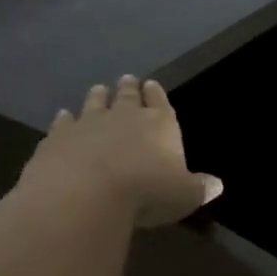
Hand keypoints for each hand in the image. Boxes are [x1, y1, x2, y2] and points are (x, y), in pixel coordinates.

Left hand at [24, 76, 221, 227]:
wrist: (86, 192)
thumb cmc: (147, 191)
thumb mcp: (185, 196)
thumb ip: (200, 188)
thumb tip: (217, 184)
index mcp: (160, 124)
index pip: (160, 102)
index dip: (157, 94)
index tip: (152, 84)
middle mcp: (125, 116)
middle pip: (128, 96)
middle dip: (130, 88)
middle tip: (128, 79)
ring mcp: (88, 123)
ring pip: (95, 102)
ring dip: (98, 96)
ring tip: (99, 89)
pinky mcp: (59, 137)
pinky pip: (63, 122)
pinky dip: (64, 118)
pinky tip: (63, 116)